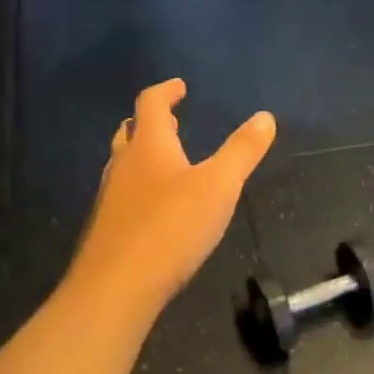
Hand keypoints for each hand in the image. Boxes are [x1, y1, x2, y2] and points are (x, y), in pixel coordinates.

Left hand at [70, 80, 275, 307]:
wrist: (117, 286)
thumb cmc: (171, 227)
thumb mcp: (219, 186)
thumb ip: (242, 151)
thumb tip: (265, 116)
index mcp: (148, 147)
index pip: (151, 104)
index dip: (166, 91)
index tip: (180, 87)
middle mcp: (123, 166)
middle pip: (130, 132)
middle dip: (151, 122)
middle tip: (172, 121)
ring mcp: (110, 198)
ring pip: (123, 164)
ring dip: (143, 154)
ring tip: (167, 161)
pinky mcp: (107, 228)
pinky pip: (123, 194)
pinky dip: (140, 187)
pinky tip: (156, 208)